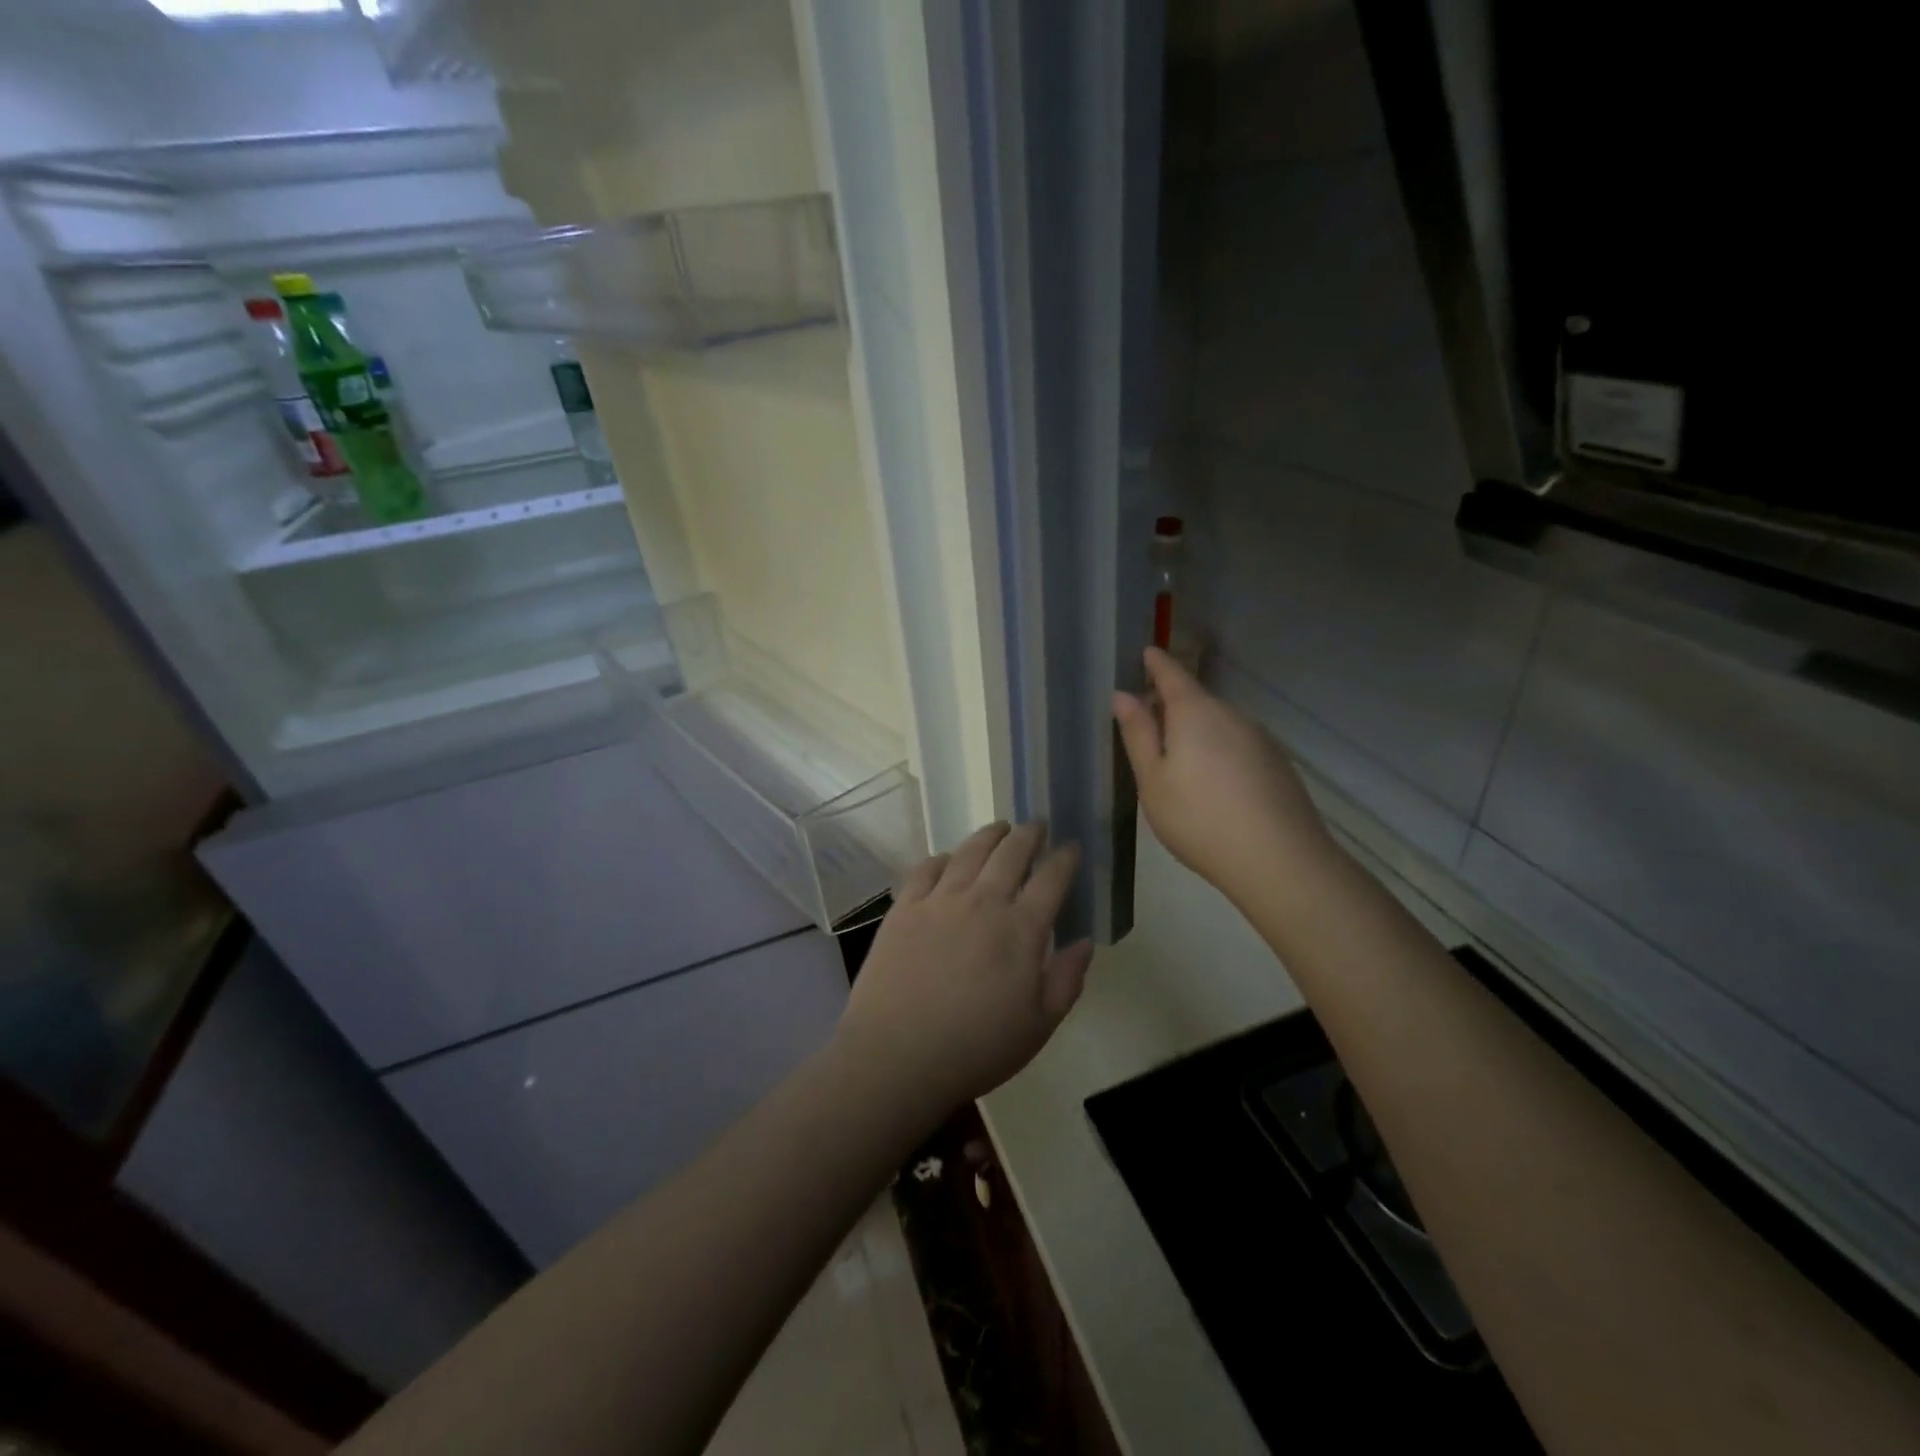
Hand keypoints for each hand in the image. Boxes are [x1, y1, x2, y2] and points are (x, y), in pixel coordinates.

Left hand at [836, 821, 1093, 1115]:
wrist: (897, 1054)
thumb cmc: (976, 1048)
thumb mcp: (1038, 1026)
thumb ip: (1067, 979)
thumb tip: (1086, 942)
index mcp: (1021, 929)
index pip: (1051, 879)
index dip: (1065, 858)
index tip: (1072, 847)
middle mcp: (983, 901)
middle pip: (1011, 853)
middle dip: (1029, 834)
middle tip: (1036, 825)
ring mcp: (940, 900)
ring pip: (970, 851)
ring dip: (989, 835)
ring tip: (999, 828)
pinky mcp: (904, 907)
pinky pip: (926, 868)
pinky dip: (942, 858)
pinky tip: (947, 860)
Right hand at [1112, 647, 1330, 902]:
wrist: (1280, 861)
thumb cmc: (1200, 818)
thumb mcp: (1153, 780)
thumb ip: (1138, 734)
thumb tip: (1123, 695)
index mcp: (1196, 713)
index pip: (1173, 674)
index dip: (1157, 663)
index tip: (1147, 653)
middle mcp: (1232, 715)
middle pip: (1197, 700)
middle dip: (1172, 704)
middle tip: (1147, 724)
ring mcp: (1260, 739)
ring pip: (1219, 725)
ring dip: (1196, 732)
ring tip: (1177, 764)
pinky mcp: (1278, 764)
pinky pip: (1238, 746)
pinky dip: (1219, 752)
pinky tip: (1213, 786)